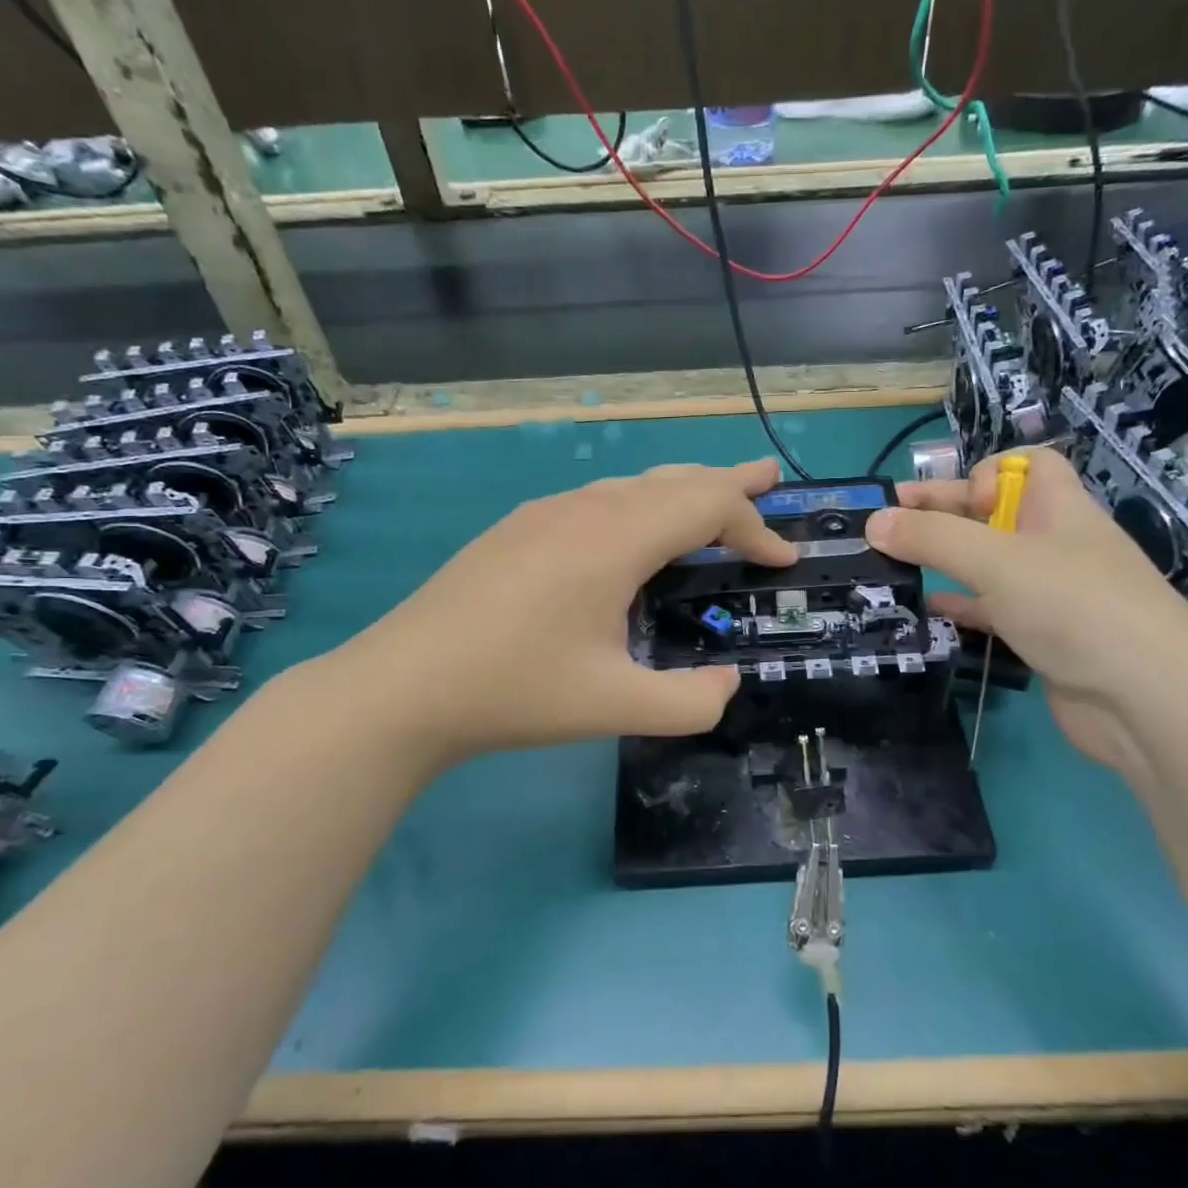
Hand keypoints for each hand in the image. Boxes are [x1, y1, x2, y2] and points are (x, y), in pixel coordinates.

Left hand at [324, 459, 797, 765]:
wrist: (402, 686)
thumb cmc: (515, 692)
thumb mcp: (616, 708)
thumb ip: (690, 703)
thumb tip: (728, 685)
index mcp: (615, 541)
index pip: (707, 508)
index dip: (755, 528)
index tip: (785, 559)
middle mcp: (585, 511)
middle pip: (674, 480)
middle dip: (728, 483)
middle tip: (767, 480)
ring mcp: (545, 514)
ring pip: (633, 486)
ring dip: (681, 492)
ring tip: (712, 500)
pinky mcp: (518, 529)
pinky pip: (599, 500)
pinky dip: (641, 506)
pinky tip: (634, 534)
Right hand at [868, 446, 1187, 772]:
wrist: (1145, 702)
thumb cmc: (1075, 608)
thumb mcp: (998, 561)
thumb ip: (933, 538)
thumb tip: (873, 522)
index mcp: (1060, 508)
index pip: (1027, 465)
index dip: (986, 472)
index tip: (955, 505)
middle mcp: (1056, 544)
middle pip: (995, 513)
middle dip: (944, 514)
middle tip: (886, 526)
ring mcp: (1051, 594)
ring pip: (988, 564)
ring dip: (945, 561)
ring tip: (891, 566)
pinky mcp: (1042, 636)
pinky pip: (991, 610)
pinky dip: (959, 605)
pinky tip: (925, 610)